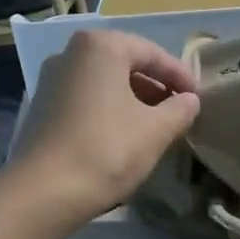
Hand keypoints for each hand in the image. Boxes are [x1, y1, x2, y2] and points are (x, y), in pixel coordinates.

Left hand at [9, 30, 198, 221]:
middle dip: (155, 86)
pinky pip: (85, 100)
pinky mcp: (41, 108)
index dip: (180, 75)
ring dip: (132, 100)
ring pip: (104, 83)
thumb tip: (190, 101)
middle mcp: (70, 53)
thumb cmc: (107, 150)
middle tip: (178, 111)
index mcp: (100, 47)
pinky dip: (108, 111)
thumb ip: (180, 109)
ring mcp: (50, 80)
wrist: (43, 191)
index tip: (198, 98)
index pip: (152, 53)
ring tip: (155, 126)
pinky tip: (123, 136)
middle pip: (124, 64)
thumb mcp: (156, 130)